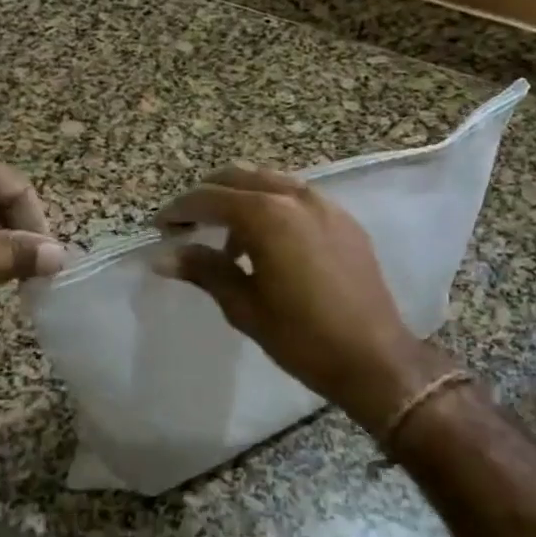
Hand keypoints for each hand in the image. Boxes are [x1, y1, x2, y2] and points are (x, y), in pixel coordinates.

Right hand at [155, 167, 452, 436]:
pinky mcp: (343, 219)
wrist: (375, 359)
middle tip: (187, 226)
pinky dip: (272, 206)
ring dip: (240, 200)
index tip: (160, 227)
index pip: (209, 198)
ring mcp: (325, 204)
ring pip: (269, 182)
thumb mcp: (245, 307)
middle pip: (238, 177)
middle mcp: (296, 196)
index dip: (179, 209)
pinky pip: (296, 197)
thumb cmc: (303, 338)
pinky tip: (268, 244)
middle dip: (207, 196)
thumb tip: (163, 257)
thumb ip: (204, 270)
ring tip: (227, 241)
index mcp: (268, 215)